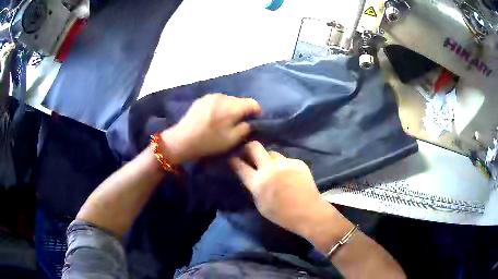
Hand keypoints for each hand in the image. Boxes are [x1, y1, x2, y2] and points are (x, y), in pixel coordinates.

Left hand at [162, 93, 261, 163]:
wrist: (182, 140)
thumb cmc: (208, 142)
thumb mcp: (231, 140)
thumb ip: (245, 128)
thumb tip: (249, 122)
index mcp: (232, 106)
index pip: (253, 103)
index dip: (257, 112)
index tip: (255, 122)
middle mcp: (223, 97)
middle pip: (240, 101)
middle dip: (243, 111)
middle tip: (239, 124)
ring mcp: (211, 96)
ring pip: (229, 100)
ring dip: (231, 109)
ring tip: (225, 121)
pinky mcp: (202, 99)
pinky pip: (217, 101)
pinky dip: (220, 108)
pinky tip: (213, 118)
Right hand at [230, 141, 334, 237]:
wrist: (308, 212)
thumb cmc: (281, 214)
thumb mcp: (261, 205)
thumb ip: (255, 188)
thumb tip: (253, 177)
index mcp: (258, 182)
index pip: (240, 165)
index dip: (234, 160)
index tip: (233, 158)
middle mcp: (270, 169)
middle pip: (255, 147)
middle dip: (249, 147)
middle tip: (250, 153)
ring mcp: (285, 163)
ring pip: (272, 152)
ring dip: (269, 158)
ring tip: (273, 166)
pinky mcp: (298, 163)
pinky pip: (287, 159)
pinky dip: (284, 165)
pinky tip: (289, 173)